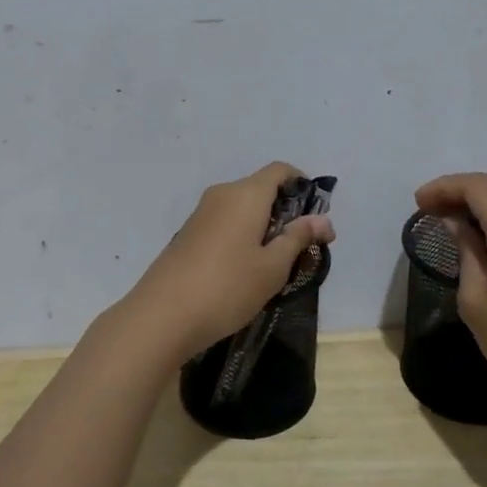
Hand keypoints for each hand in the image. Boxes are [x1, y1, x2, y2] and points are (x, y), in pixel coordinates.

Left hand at [123, 162, 335, 361]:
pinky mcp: (188, 234)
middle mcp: (222, 194)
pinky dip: (242, 235)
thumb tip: (324, 220)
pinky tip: (244, 270)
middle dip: (285, 211)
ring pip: (242, 208)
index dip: (302, 185)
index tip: (315, 216)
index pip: (280, 170)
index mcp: (245, 194)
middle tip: (301, 247)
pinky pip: (225, 222)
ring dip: (263, 226)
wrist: (162, 315)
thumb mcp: (273, 267)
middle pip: (261, 188)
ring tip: (274, 263)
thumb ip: (298, 238)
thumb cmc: (227, 287)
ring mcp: (201, 214)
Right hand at [412, 172, 486, 408]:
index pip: (478, 187)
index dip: (445, 187)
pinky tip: (478, 238)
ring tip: (448, 220)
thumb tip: (457, 224)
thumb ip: (467, 253)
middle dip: (461, 189)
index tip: (417, 204)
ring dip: (480, 201)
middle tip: (429, 207)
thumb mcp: (477, 301)